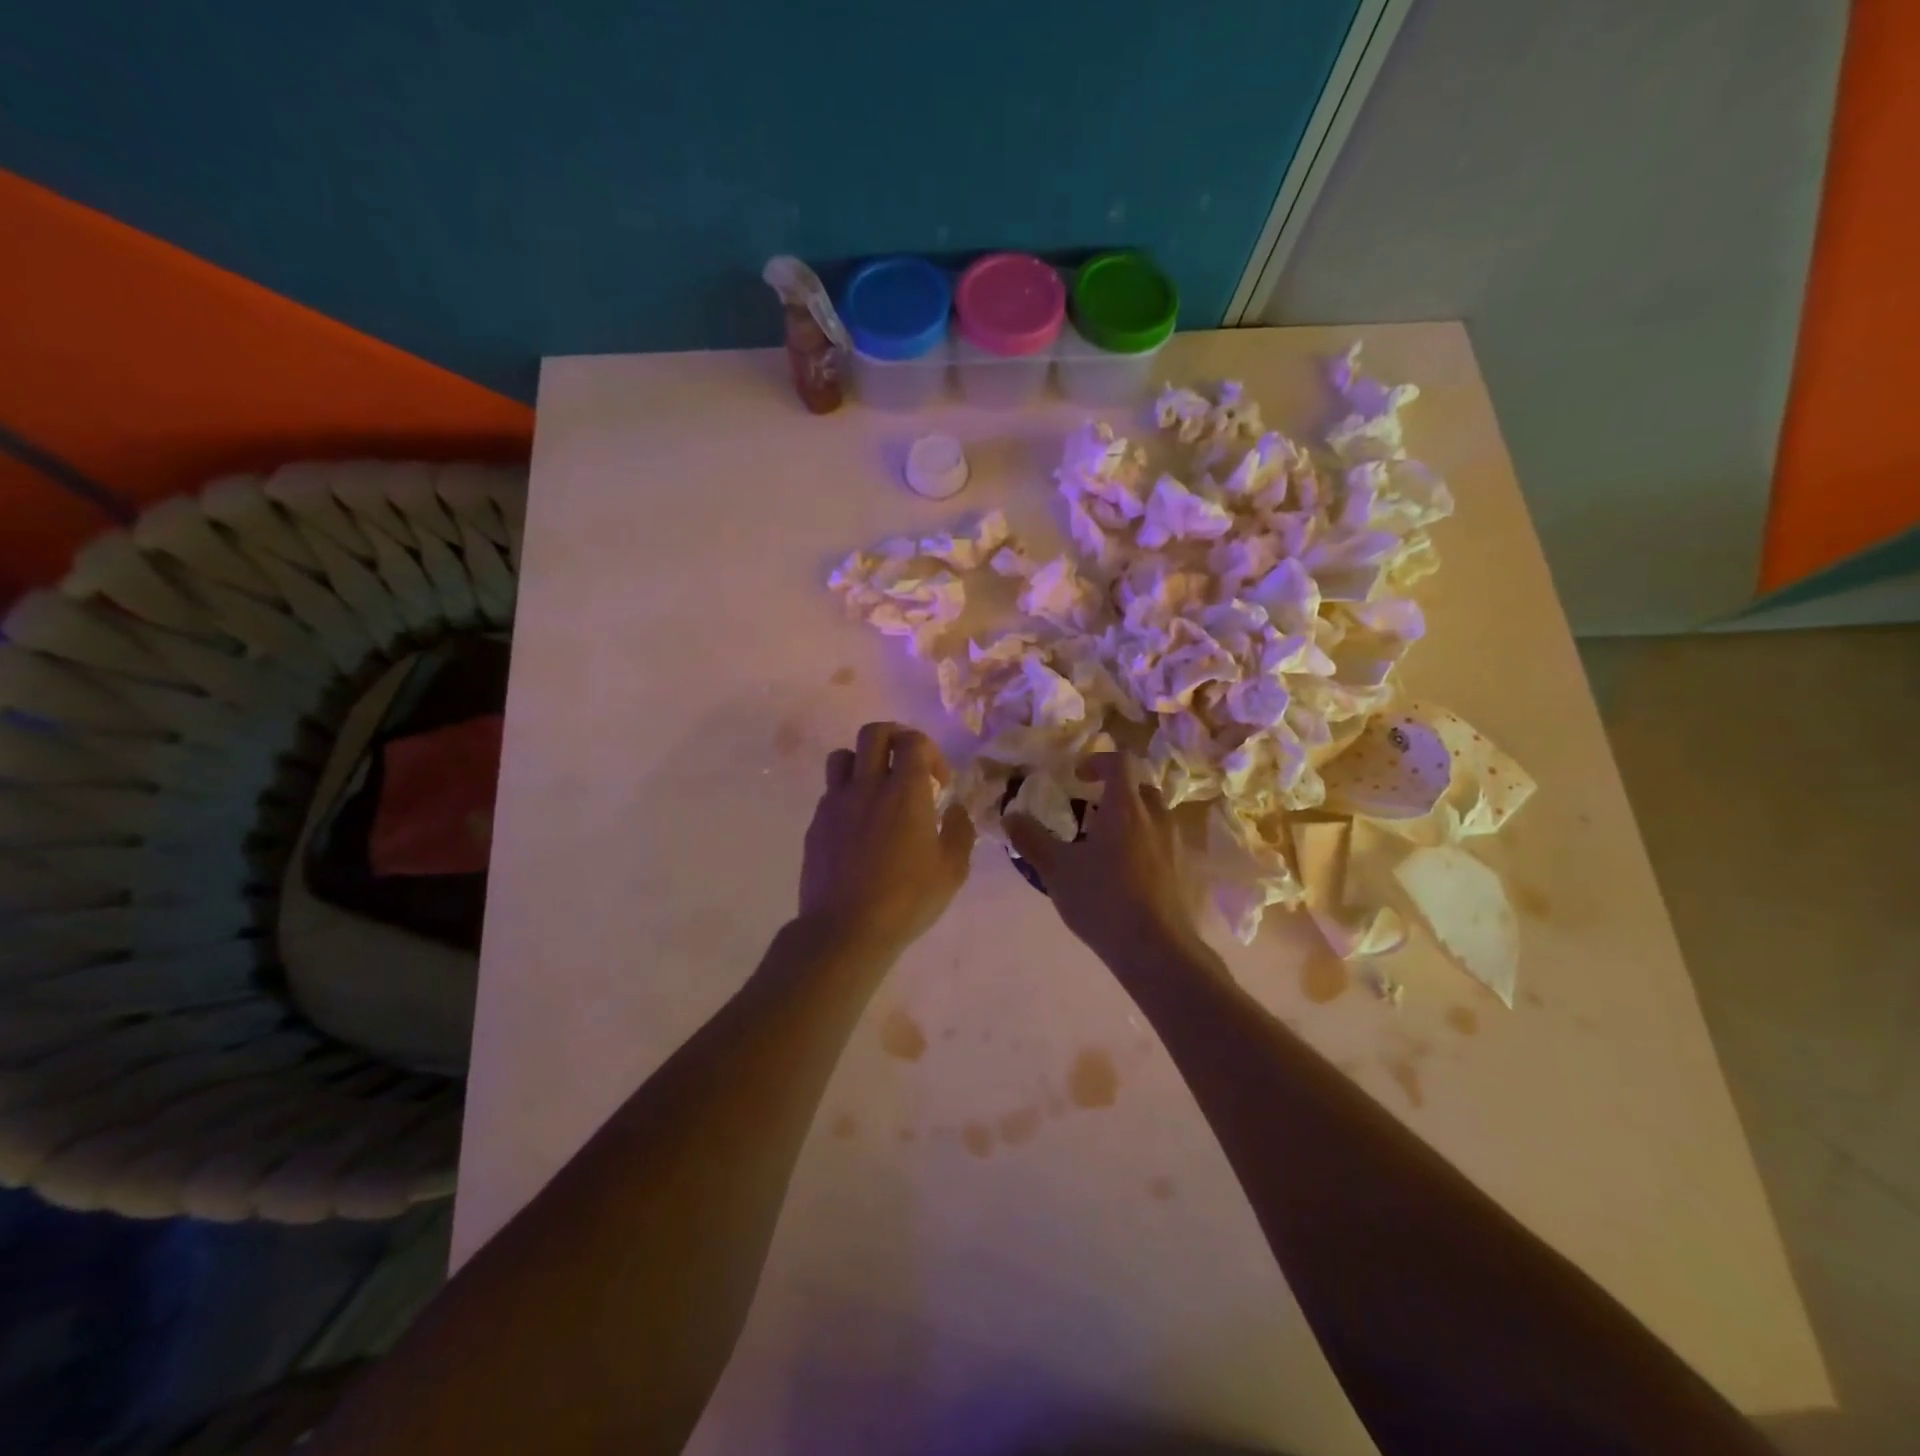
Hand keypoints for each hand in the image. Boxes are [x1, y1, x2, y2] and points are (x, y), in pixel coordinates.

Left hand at [800, 722, 975, 955]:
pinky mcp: (816, 823)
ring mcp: (836, 803)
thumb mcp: (952, 870)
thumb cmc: (907, 900)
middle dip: (895, 738)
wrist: (845, 929)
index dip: (931, 752)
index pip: (913, 741)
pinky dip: (847, 795)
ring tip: (876, 789)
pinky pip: (831, 792)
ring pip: (843, 756)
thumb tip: (954, 809)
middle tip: (907, 764)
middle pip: (874, 733)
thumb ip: (959, 831)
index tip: (938, 783)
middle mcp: (867, 786)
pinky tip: (859, 827)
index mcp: (905, 791)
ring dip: (863, 762)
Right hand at [1004, 753, 1202, 968]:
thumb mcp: (1057, 870)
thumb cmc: (1103, 900)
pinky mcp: (1184, 871)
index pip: (1119, 762)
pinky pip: (1162, 844)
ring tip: (1105, 847)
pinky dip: (1144, 846)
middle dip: (1115, 792)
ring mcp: (1175, 845)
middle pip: (1140, 788)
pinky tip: (1125, 876)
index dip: (1097, 762)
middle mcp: (1156, 818)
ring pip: (1154, 817)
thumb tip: (1010, 816)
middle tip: (1090, 813)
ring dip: (1131, 820)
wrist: (1157, 949)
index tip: (1077, 778)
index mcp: (1126, 808)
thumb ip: (1032, 839)